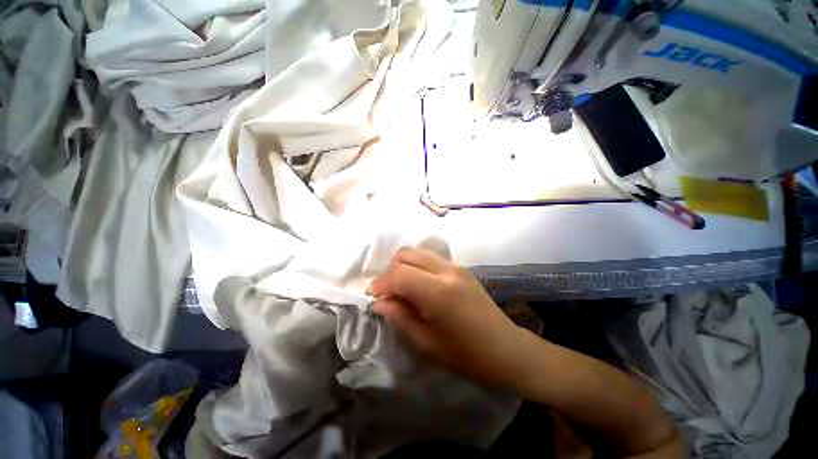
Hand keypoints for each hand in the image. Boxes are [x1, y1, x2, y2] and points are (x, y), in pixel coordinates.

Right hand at [367, 247, 534, 387]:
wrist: (506, 349)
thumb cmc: (467, 355)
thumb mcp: (427, 343)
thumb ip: (400, 317)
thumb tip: (378, 302)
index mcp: (438, 291)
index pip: (399, 273)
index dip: (381, 283)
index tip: (374, 299)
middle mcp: (446, 270)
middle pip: (406, 254)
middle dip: (389, 271)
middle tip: (386, 293)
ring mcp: (455, 266)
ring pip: (417, 252)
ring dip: (402, 266)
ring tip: (400, 289)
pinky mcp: (460, 267)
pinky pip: (430, 258)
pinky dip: (416, 266)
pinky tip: (417, 285)